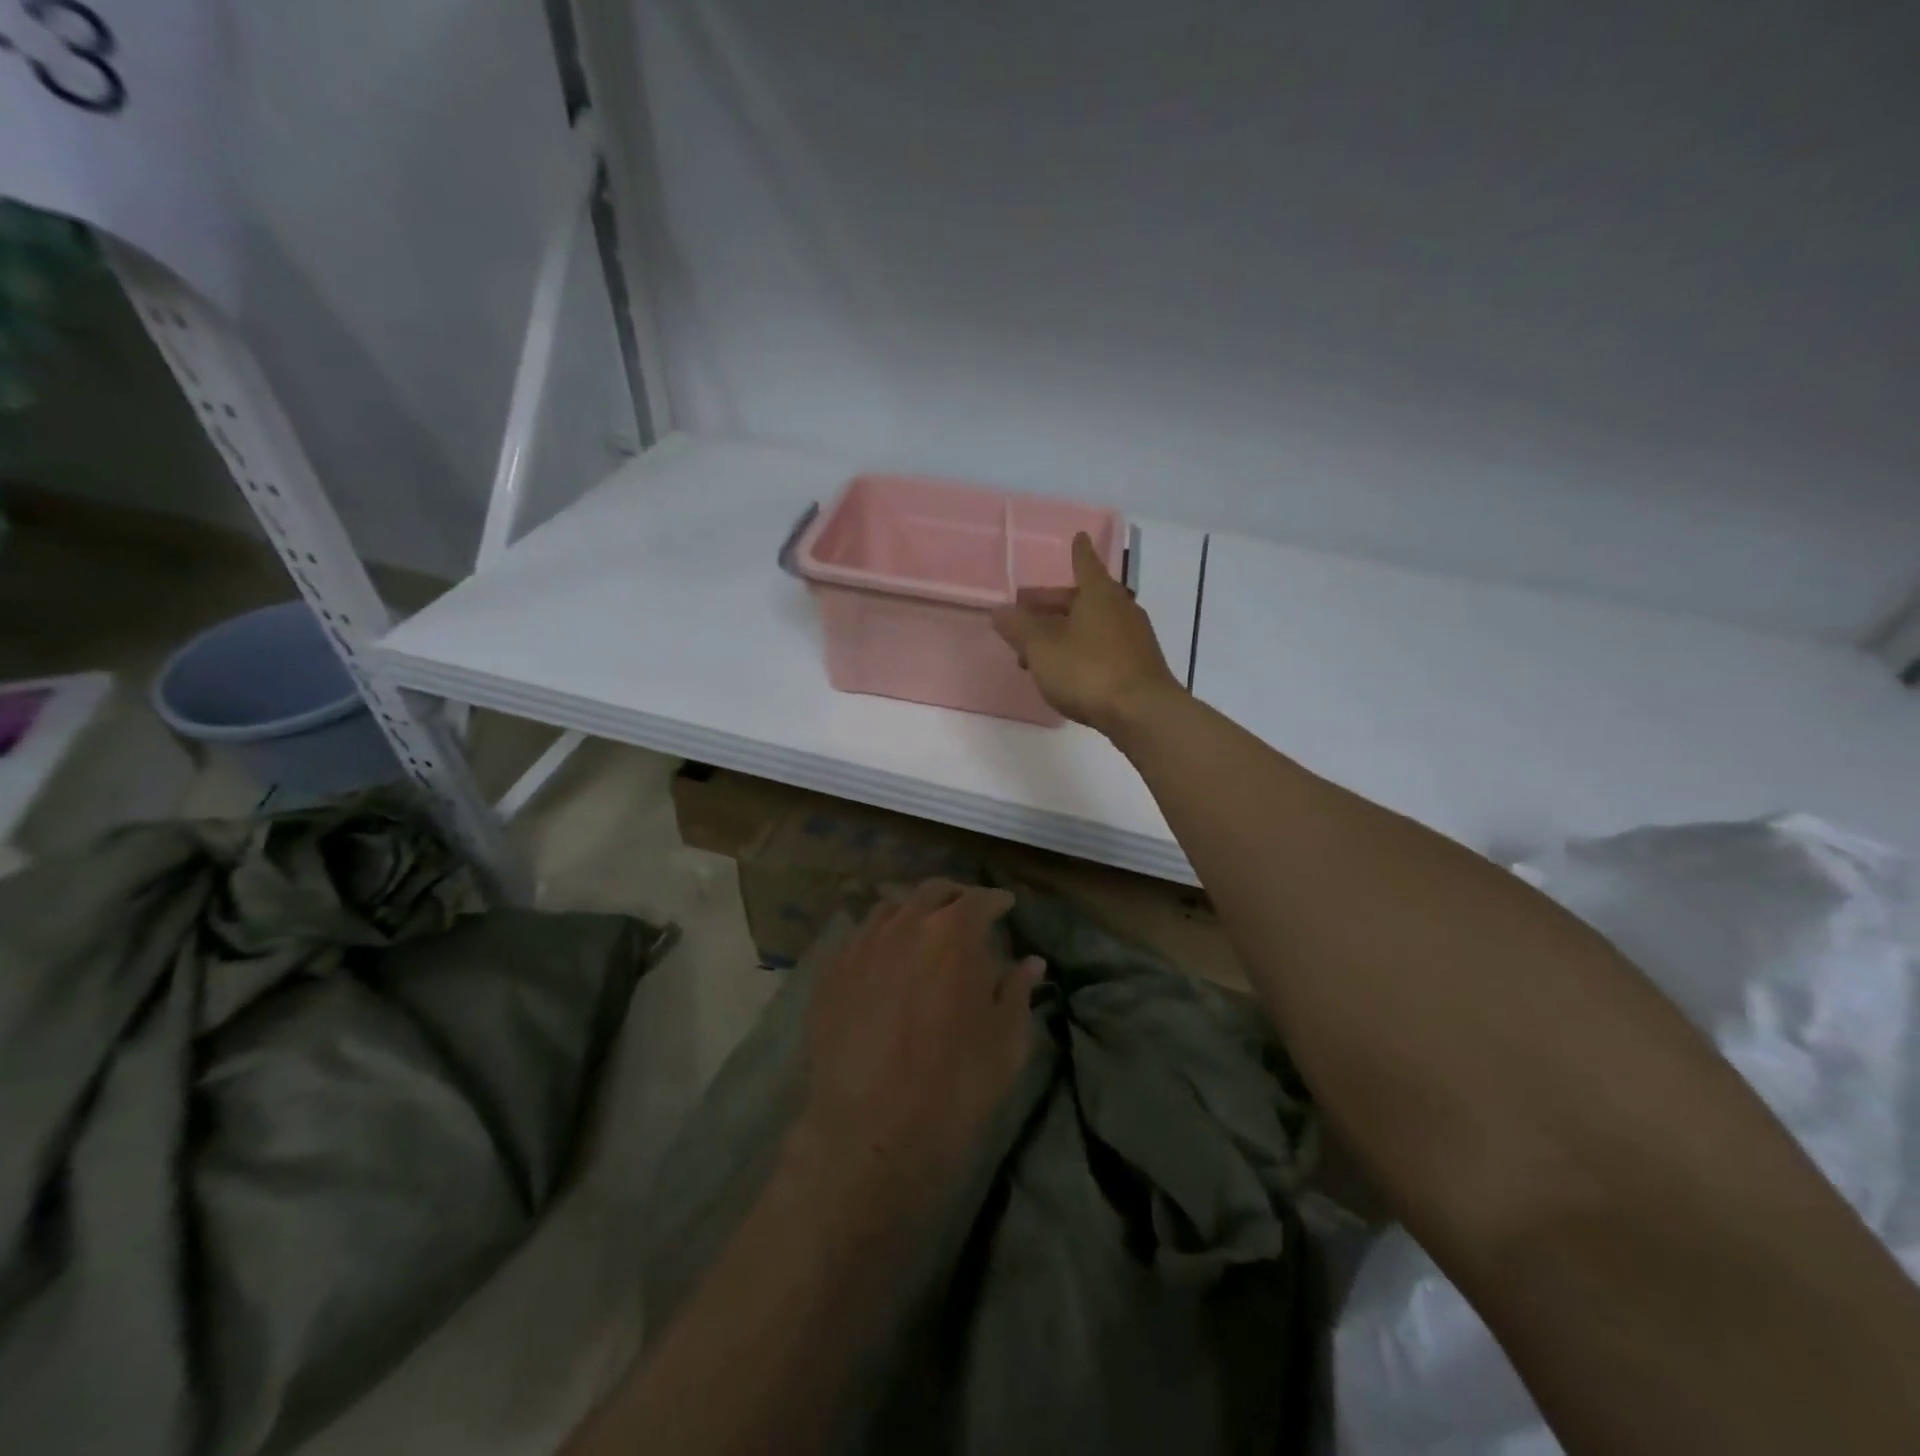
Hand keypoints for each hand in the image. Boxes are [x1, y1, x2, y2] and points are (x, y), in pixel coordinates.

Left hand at [792, 881, 1042, 1213]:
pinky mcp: (831, 972)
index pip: (980, 899)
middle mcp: (905, 925)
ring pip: (891, 908)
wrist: (872, 1130)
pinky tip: (886, 958)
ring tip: (924, 930)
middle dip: (956, 896)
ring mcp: (862, 945)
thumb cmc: (954, 1085)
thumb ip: (1017, 991)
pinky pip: (859, 937)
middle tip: (968, 911)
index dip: (997, 901)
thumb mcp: (1006, 1040)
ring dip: (914, 911)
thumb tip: (1031, 962)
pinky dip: (881, 936)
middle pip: (932, 891)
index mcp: (953, 933)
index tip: (1006, 906)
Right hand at [991, 531, 1184, 735]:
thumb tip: (999, 611)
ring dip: (1063, 632)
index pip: (1084, 563)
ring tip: (1036, 653)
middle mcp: (1121, 608)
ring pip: (1091, 625)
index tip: (1078, 537)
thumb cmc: (1088, 671)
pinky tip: (1066, 671)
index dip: (1077, 552)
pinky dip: (1081, 650)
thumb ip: (1019, 628)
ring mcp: (1134, 637)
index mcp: (1098, 594)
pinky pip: (1103, 647)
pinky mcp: (1139, 665)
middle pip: (1083, 598)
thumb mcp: (1042, 648)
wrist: (1142, 713)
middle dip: (1053, 605)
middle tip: (1025, 616)